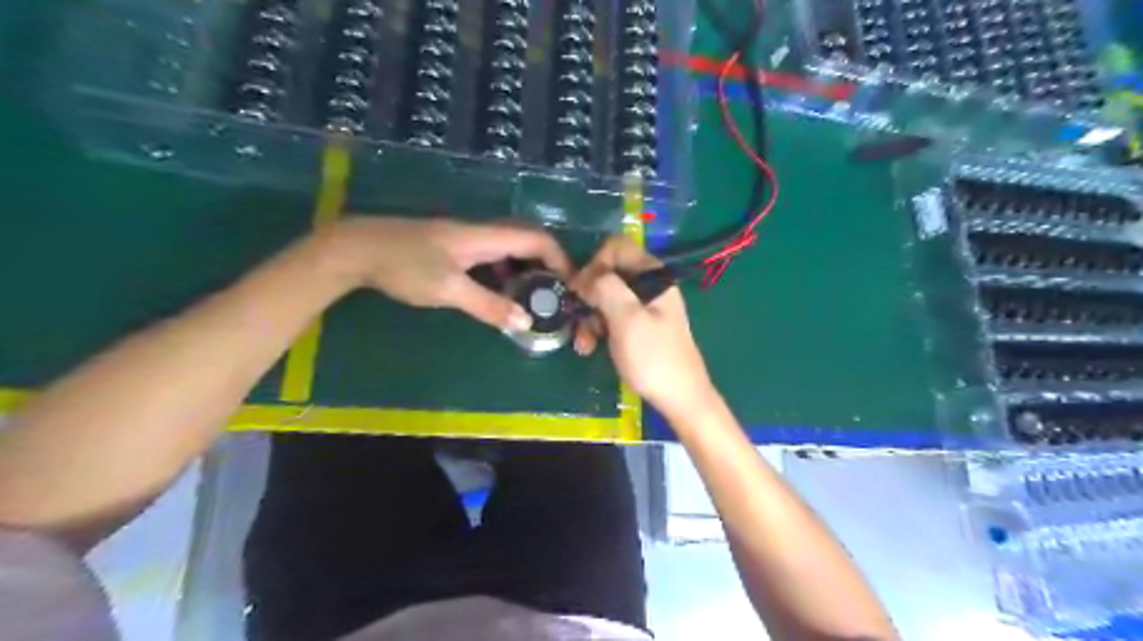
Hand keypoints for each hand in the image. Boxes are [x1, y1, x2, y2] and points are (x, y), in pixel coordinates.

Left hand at [318, 219, 568, 333]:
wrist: (357, 249)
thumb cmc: (404, 266)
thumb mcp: (449, 290)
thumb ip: (489, 305)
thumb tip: (526, 321)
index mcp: (484, 237)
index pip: (536, 239)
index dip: (559, 259)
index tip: (571, 285)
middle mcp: (480, 232)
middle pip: (527, 239)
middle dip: (547, 263)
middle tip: (555, 293)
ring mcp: (465, 237)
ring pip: (509, 247)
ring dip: (527, 268)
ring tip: (535, 296)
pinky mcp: (453, 246)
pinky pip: (492, 254)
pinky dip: (506, 271)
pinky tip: (501, 290)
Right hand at [577, 235, 717, 419]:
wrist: (680, 398)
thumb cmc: (654, 358)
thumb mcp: (627, 319)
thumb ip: (605, 287)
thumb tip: (584, 276)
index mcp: (653, 275)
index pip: (615, 247)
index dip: (593, 265)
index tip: (580, 291)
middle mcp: (650, 284)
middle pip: (608, 273)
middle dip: (588, 296)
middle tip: (577, 319)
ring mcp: (645, 306)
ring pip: (606, 297)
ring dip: (589, 317)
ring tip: (583, 343)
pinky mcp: (639, 326)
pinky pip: (612, 316)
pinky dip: (598, 329)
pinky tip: (589, 348)